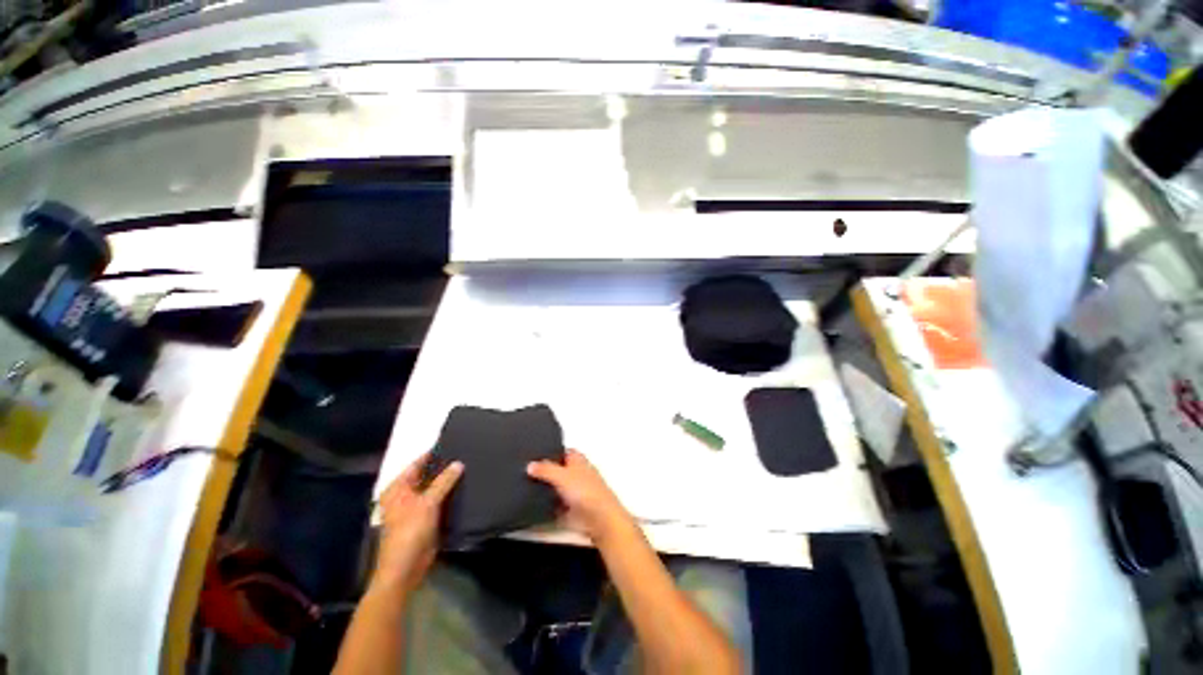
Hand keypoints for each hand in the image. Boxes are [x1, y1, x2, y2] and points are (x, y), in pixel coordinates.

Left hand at [373, 453, 462, 596]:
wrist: (405, 569)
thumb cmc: (409, 532)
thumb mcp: (427, 503)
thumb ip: (443, 482)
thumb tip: (459, 463)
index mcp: (398, 488)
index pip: (418, 464)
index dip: (434, 454)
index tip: (454, 443)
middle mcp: (406, 495)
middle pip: (427, 476)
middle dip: (444, 468)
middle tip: (467, 454)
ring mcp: (416, 507)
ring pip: (435, 488)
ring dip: (449, 482)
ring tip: (470, 467)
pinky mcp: (427, 518)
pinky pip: (441, 501)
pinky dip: (450, 495)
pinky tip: (466, 487)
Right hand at [527, 449, 634, 543]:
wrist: (598, 519)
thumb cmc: (586, 491)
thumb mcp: (562, 475)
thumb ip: (546, 469)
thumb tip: (530, 465)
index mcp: (577, 460)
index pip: (562, 451)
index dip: (550, 451)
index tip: (533, 453)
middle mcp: (575, 474)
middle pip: (556, 470)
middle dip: (544, 471)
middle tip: (522, 470)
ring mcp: (572, 493)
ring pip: (554, 488)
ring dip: (543, 489)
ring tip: (521, 486)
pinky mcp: (568, 510)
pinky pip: (552, 506)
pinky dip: (544, 506)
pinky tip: (529, 505)